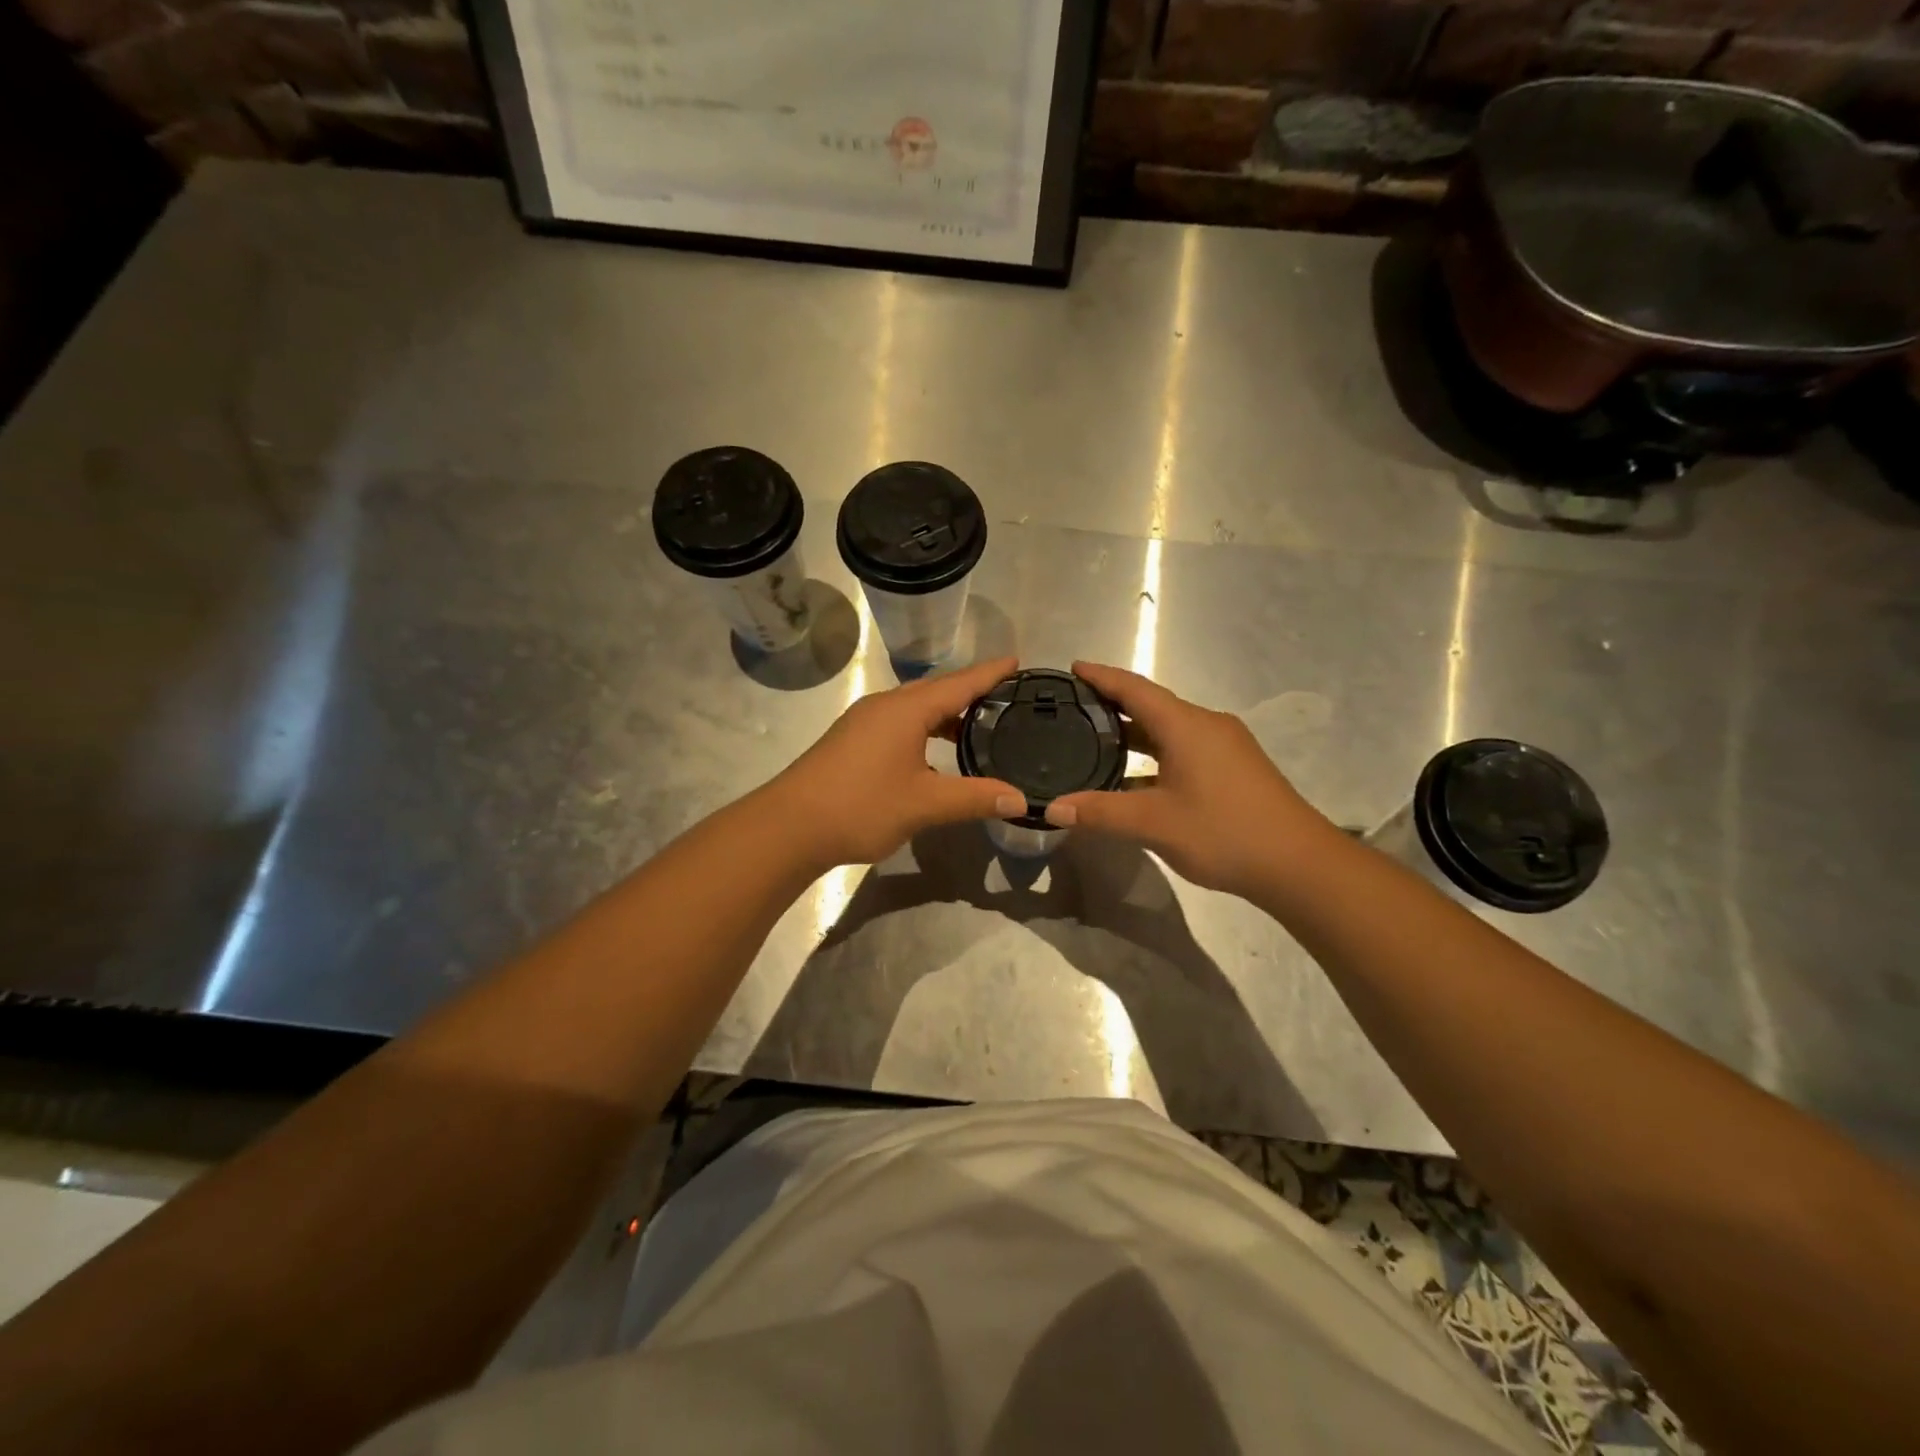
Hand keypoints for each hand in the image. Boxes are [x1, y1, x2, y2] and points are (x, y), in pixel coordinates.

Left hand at [767, 656, 1025, 870]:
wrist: (790, 826)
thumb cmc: (862, 806)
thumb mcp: (925, 804)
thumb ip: (974, 798)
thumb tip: (1020, 800)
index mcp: (906, 710)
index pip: (959, 683)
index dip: (990, 673)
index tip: (1017, 662)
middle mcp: (885, 706)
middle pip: (936, 691)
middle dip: (970, 691)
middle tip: (1005, 697)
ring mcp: (864, 722)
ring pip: (915, 708)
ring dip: (945, 715)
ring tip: (976, 728)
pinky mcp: (851, 740)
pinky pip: (898, 723)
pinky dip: (924, 729)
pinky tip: (933, 754)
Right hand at [1044, 661, 1335, 898]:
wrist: (1298, 863)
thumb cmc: (1223, 833)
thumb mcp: (1154, 824)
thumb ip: (1101, 812)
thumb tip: (1053, 808)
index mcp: (1187, 726)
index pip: (1136, 689)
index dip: (1102, 677)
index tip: (1073, 667)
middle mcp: (1206, 725)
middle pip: (1153, 705)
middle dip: (1114, 703)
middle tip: (1074, 707)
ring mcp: (1225, 747)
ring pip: (1170, 729)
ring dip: (1135, 731)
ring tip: (1096, 738)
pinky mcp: (1234, 768)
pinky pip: (1184, 747)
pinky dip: (1155, 752)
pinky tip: (1136, 775)